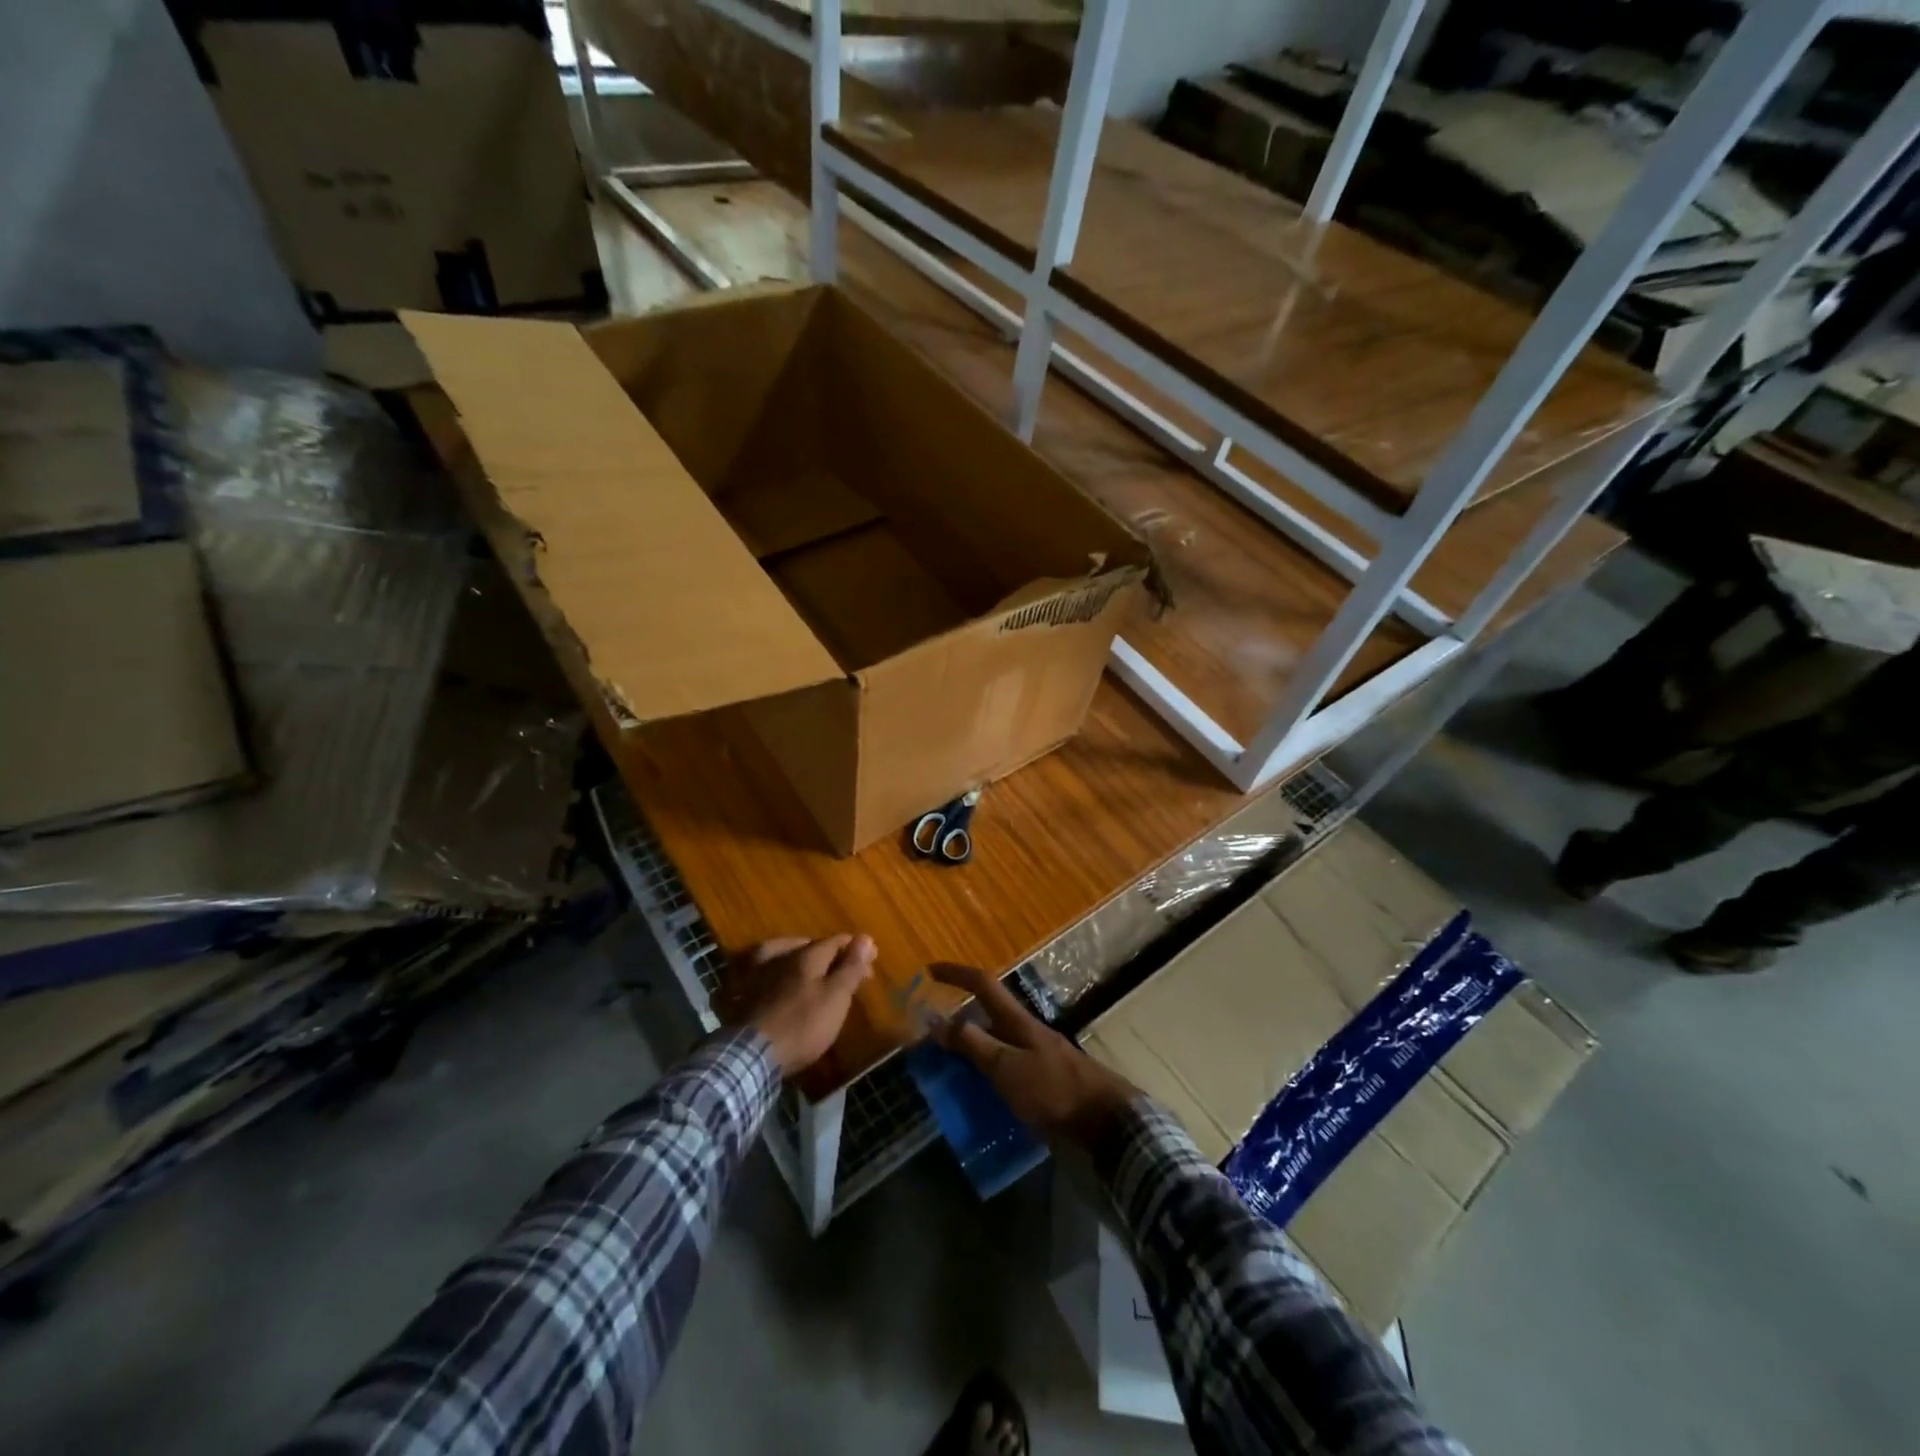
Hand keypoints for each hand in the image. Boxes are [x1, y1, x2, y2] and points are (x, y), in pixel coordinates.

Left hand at [732, 935, 874, 1078]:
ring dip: (801, 957)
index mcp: (806, 955)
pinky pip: (761, 970)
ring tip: (812, 968)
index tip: (873, 958)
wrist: (751, 1055)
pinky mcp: (742, 993)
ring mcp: (757, 973)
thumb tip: (865, 937)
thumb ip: (850, 967)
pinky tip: (776, 978)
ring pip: (784, 954)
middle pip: (811, 948)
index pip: (836, 941)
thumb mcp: (835, 997)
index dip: (856, 948)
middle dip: (833, 956)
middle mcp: (781, 956)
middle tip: (848, 971)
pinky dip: (774, 970)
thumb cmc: (802, 1025)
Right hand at [931, 963, 1136, 1150]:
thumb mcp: (1005, 1067)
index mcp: (1016, 1020)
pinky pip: (1005, 1064)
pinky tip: (979, 1091)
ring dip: (972, 1046)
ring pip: (996, 1040)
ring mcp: (1037, 1054)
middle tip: (932, 1036)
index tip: (930, 971)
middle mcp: (1026, 1030)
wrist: (1104, 1119)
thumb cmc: (1052, 1089)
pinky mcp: (1044, 1079)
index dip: (956, 973)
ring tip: (948, 1067)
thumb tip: (937, 1020)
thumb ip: (973, 1044)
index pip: (982, 984)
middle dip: (959, 1017)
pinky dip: (986, 1069)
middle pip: (988, 1012)